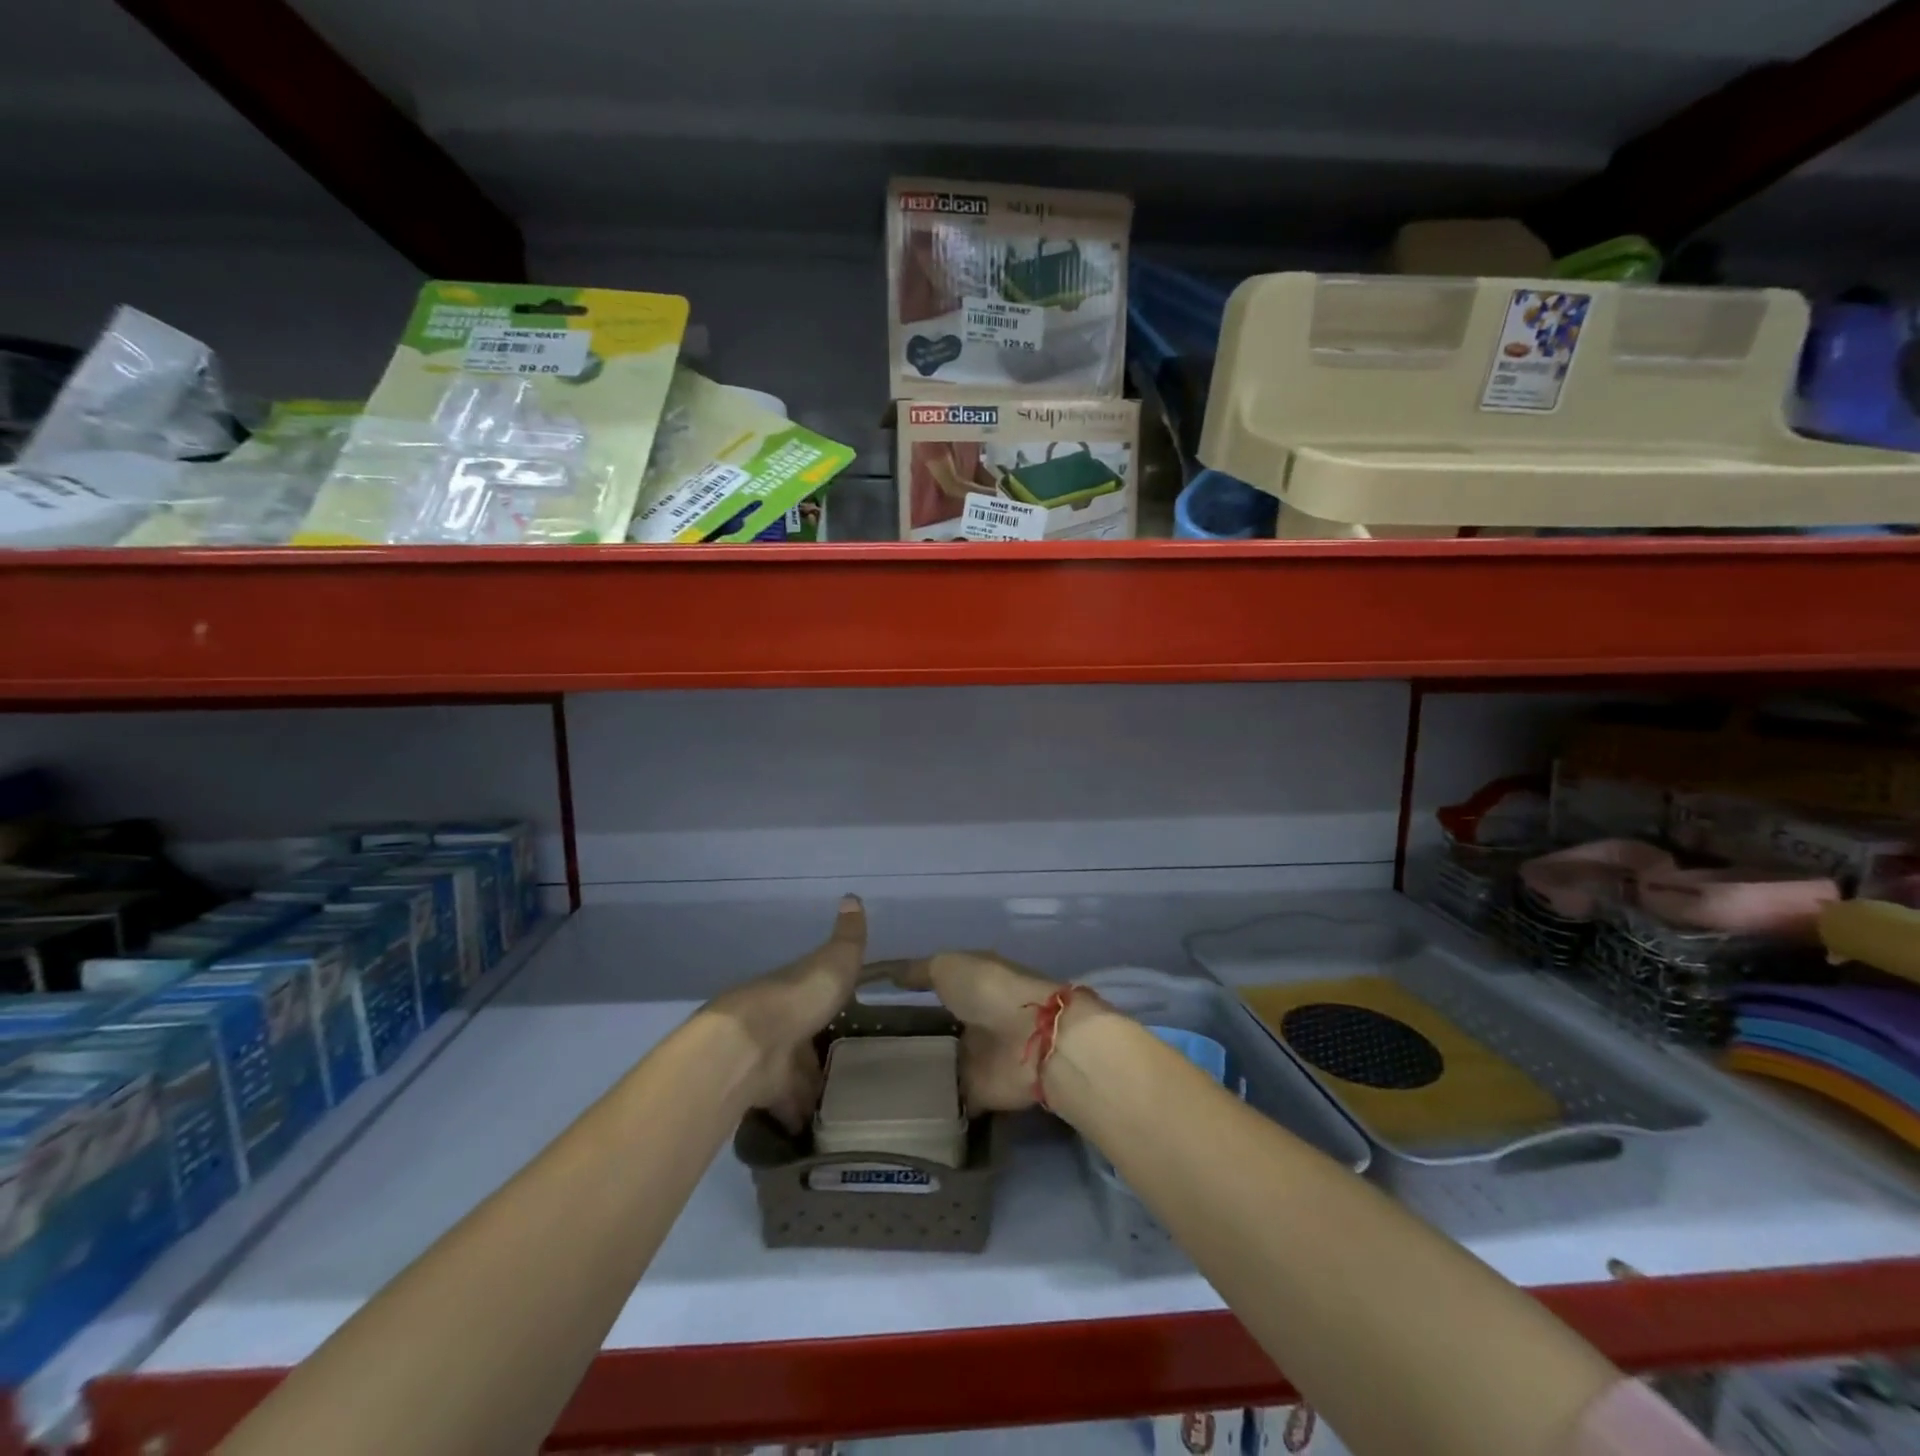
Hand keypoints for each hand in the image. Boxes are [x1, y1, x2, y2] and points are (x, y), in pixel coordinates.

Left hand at [709, 895, 867, 1131]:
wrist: (751, 1043)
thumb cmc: (799, 996)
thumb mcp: (835, 960)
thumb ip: (848, 937)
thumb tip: (852, 896)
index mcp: (796, 991)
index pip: (816, 998)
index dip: (831, 1007)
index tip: (852, 1019)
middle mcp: (781, 1024)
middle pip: (804, 1042)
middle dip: (820, 1056)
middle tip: (853, 1073)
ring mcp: (770, 1061)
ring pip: (795, 1078)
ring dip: (811, 1091)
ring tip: (844, 1108)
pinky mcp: (764, 1094)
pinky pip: (786, 1109)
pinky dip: (799, 1120)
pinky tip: (819, 1132)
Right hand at [892, 950, 1081, 1112]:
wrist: (1032, 1039)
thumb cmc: (990, 990)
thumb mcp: (948, 966)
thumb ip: (920, 972)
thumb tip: (890, 973)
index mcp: (974, 984)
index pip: (938, 988)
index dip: (911, 995)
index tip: (876, 1007)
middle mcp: (976, 1020)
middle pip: (938, 1029)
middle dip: (911, 1037)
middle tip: (868, 1049)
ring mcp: (979, 1058)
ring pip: (941, 1065)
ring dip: (918, 1072)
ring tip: (873, 1082)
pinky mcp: (979, 1093)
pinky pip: (949, 1100)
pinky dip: (931, 1105)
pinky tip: (896, 1110)